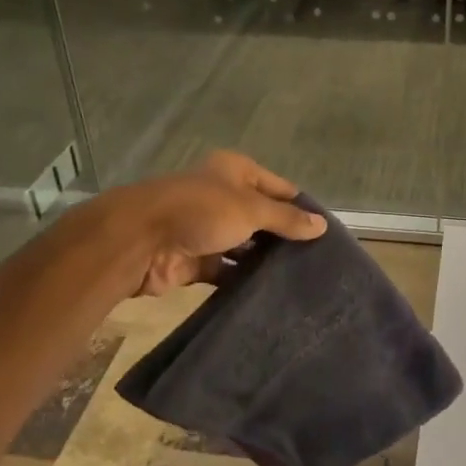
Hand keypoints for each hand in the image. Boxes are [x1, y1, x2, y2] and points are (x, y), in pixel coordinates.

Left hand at [114, 151, 326, 294]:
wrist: (139, 240)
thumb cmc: (200, 211)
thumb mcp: (251, 209)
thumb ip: (286, 219)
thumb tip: (322, 226)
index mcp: (235, 172)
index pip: (279, 187)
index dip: (301, 206)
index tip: (326, 232)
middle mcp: (222, 197)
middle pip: (262, 217)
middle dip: (284, 237)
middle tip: (318, 261)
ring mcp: (207, 229)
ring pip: (244, 246)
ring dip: (264, 261)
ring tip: (301, 280)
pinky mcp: (196, 260)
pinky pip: (227, 271)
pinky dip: (243, 280)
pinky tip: (270, 293)